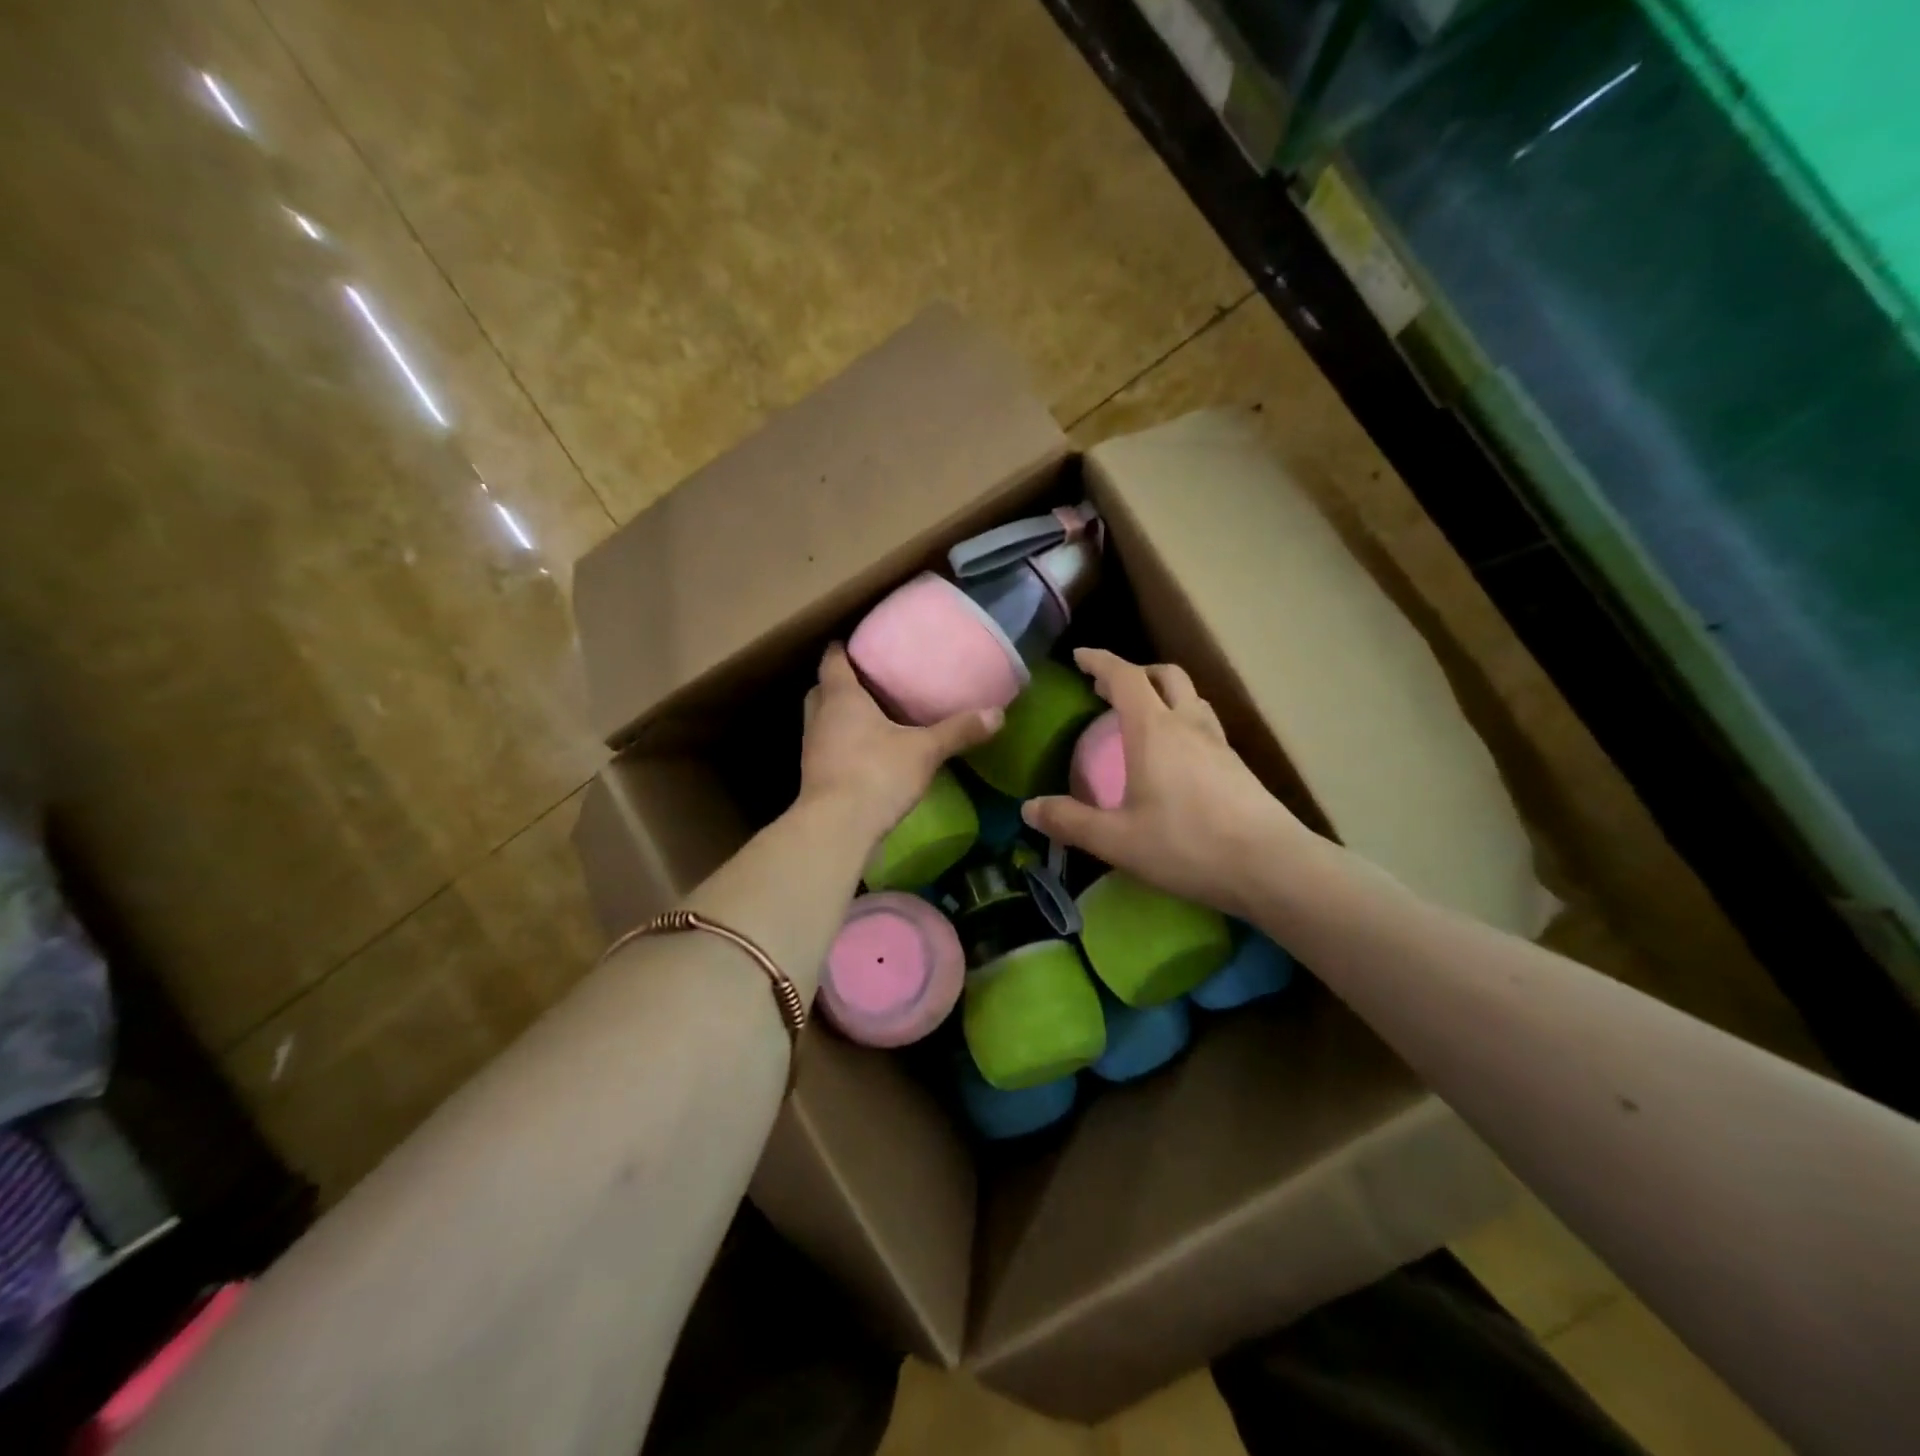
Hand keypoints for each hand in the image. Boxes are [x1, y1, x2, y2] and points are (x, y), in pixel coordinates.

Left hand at [800, 644, 1001, 846]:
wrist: (837, 828)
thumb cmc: (877, 773)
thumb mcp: (925, 750)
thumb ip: (958, 730)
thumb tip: (998, 714)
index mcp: (841, 696)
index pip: (833, 658)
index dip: (844, 647)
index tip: (862, 642)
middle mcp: (820, 716)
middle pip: (822, 687)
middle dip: (842, 681)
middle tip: (870, 678)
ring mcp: (813, 747)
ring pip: (823, 718)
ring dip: (840, 714)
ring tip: (872, 713)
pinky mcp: (815, 776)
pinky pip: (828, 746)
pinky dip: (843, 742)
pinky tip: (868, 751)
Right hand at [1023, 649, 1316, 918]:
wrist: (1272, 866)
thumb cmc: (1187, 845)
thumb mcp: (1116, 840)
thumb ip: (1070, 822)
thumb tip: (1029, 808)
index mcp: (1154, 730)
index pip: (1125, 676)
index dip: (1100, 661)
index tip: (1080, 656)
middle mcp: (1189, 725)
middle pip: (1165, 675)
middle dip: (1135, 673)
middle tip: (1109, 689)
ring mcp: (1219, 743)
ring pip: (1191, 697)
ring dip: (1163, 694)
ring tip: (1143, 717)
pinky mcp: (1237, 766)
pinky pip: (1204, 725)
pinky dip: (1182, 721)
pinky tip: (1175, 757)